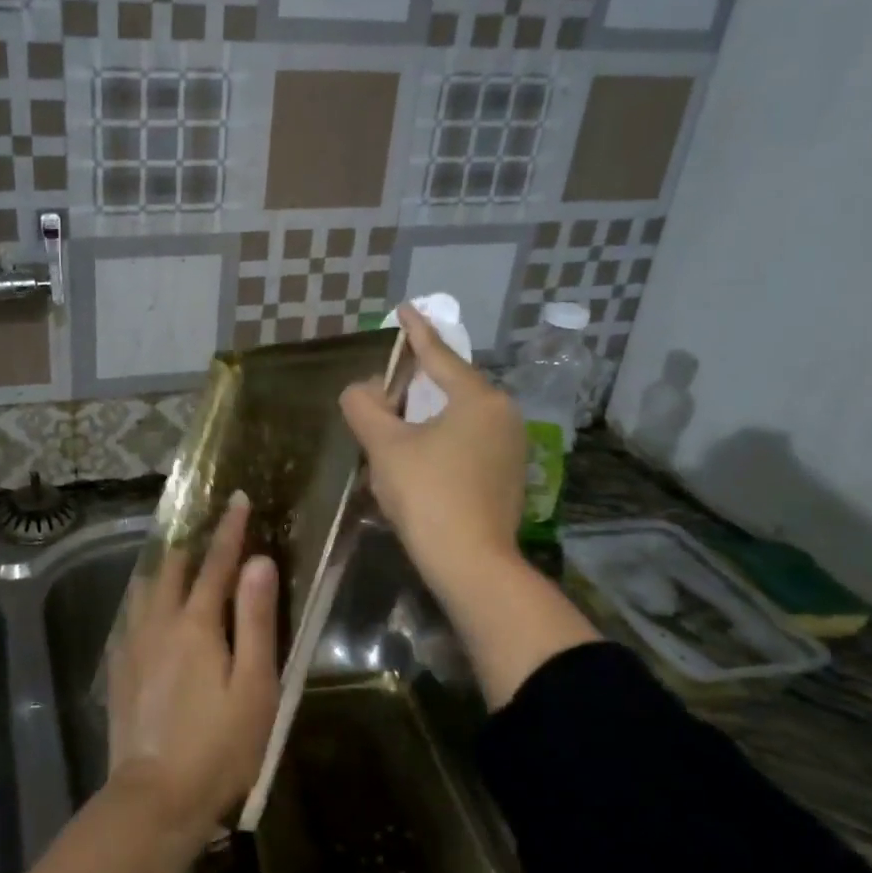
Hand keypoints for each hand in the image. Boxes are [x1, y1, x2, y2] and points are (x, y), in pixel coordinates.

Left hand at [106, 492, 279, 851]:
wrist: (156, 796)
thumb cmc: (219, 745)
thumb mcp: (254, 685)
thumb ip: (257, 620)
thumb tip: (259, 562)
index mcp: (197, 624)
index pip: (216, 564)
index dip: (229, 530)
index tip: (236, 499)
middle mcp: (159, 623)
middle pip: (173, 569)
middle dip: (193, 544)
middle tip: (209, 530)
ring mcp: (133, 645)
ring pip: (144, 589)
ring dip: (164, 569)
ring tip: (179, 563)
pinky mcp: (120, 669)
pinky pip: (130, 616)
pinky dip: (144, 599)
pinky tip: (148, 609)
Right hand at [340, 305, 527, 602]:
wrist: (471, 564)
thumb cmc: (427, 494)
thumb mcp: (386, 446)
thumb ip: (365, 408)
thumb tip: (359, 389)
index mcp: (478, 398)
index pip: (439, 355)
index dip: (416, 331)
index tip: (404, 308)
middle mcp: (503, 414)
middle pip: (452, 386)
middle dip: (417, 381)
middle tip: (386, 381)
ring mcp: (512, 447)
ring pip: (460, 416)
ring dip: (427, 414)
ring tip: (396, 420)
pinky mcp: (509, 476)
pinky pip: (469, 441)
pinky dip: (441, 438)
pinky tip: (419, 455)